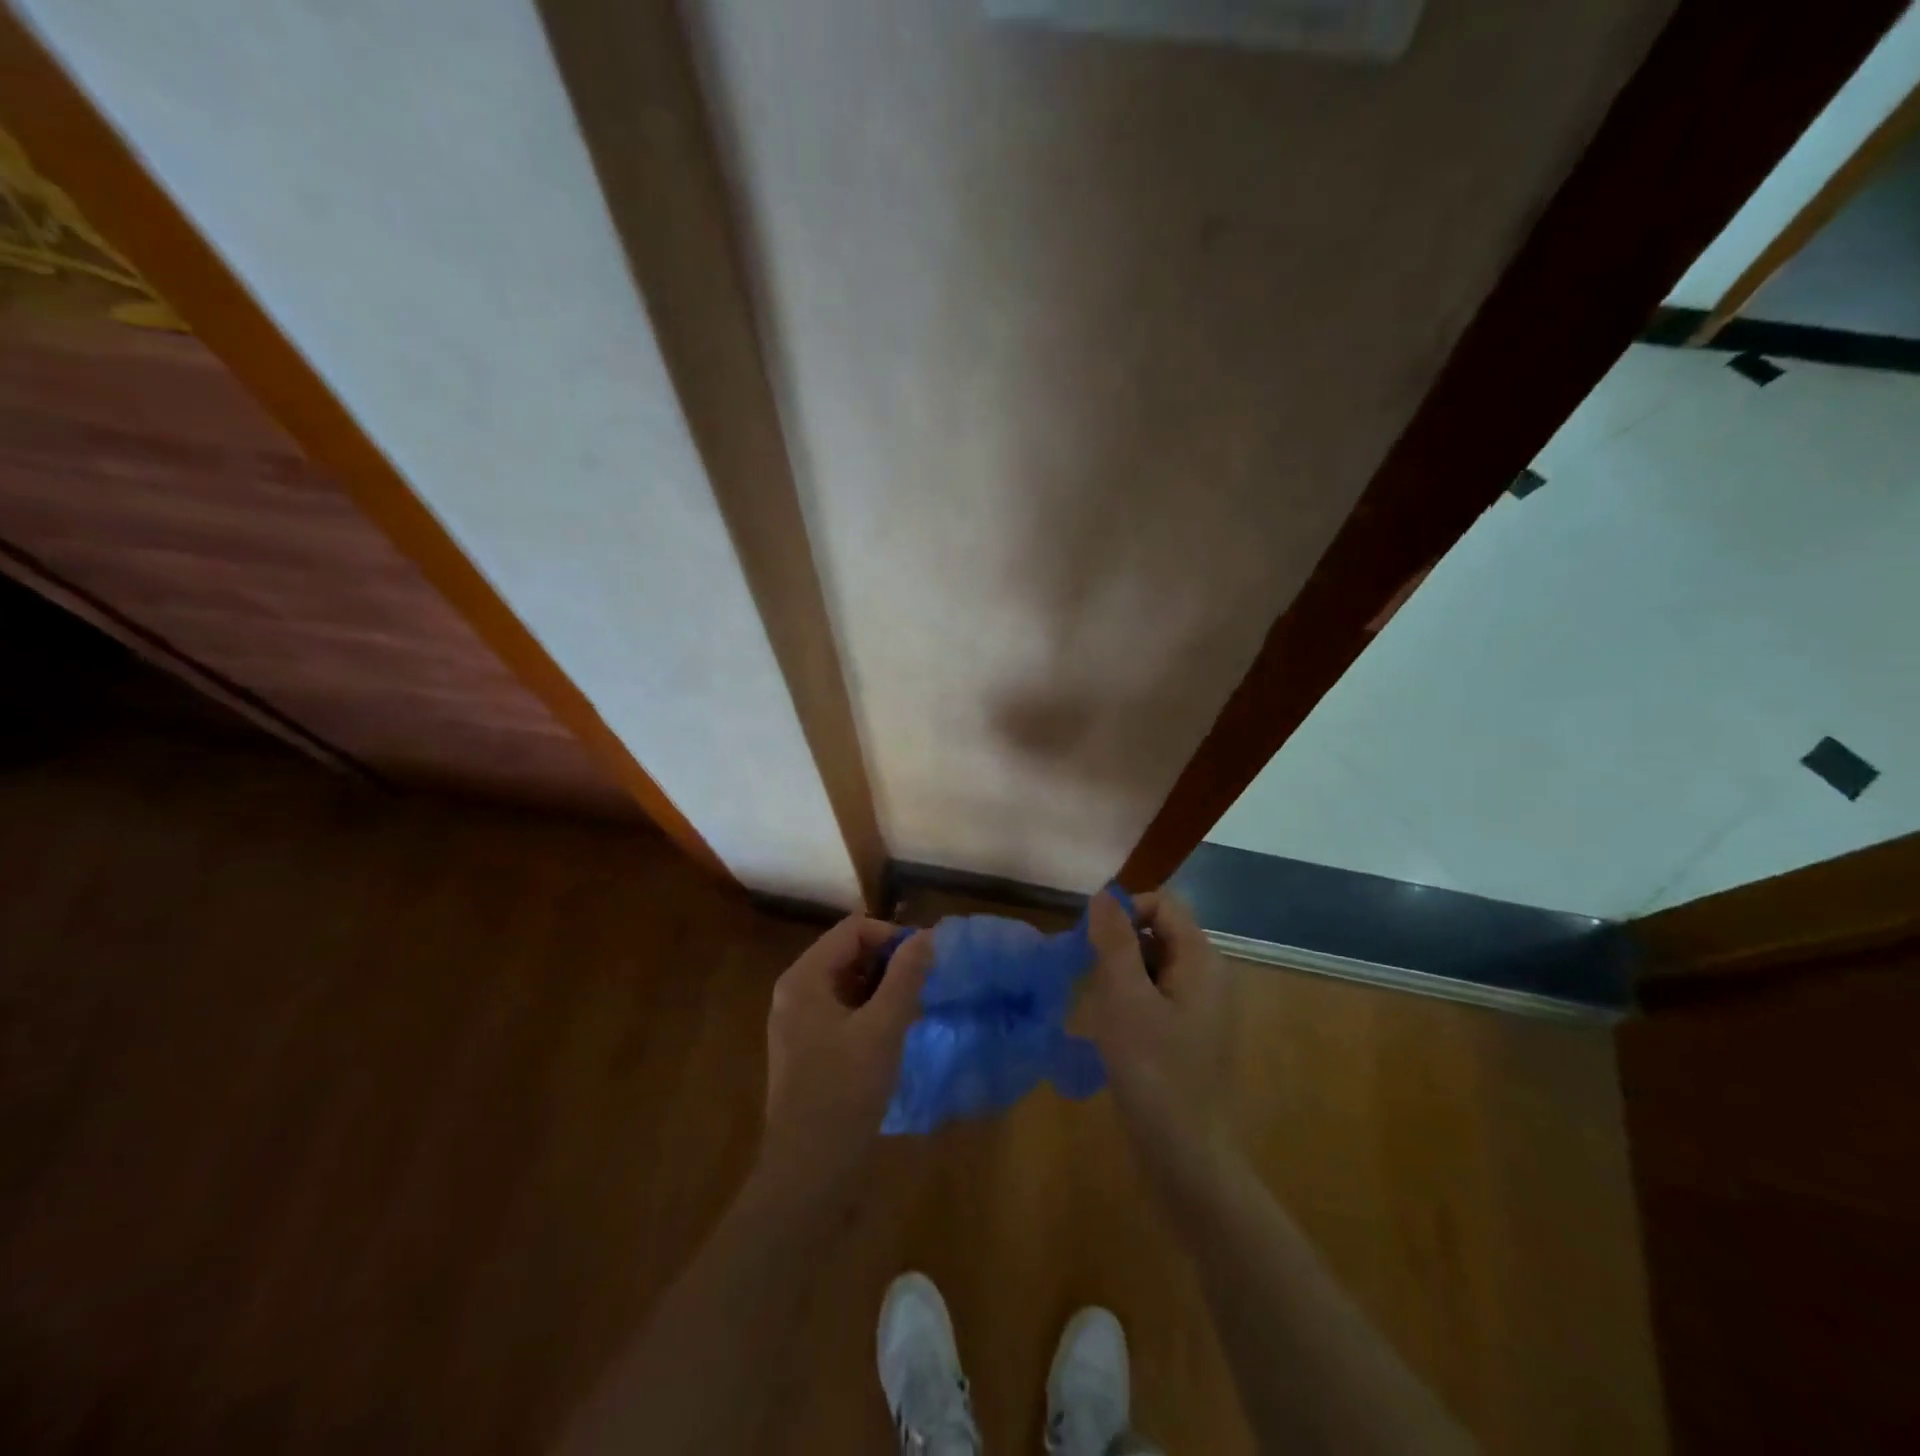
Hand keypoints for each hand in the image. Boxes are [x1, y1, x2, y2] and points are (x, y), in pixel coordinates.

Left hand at [758, 917, 931, 1194]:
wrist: (809, 1173)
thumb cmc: (845, 1093)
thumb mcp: (883, 1028)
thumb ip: (905, 977)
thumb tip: (926, 936)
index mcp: (804, 979)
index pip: (853, 930)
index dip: (891, 936)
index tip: (925, 962)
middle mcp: (795, 992)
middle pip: (848, 953)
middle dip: (889, 963)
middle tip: (924, 987)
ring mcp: (799, 1023)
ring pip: (848, 984)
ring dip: (883, 989)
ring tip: (914, 1010)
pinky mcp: (808, 1050)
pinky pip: (843, 1011)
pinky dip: (871, 1012)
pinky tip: (895, 1035)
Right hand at [1080, 889, 1231, 1176]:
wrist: (1186, 1155)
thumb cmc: (1154, 1071)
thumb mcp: (1125, 999)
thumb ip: (1114, 942)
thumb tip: (1104, 895)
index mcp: (1201, 959)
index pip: (1163, 903)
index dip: (1126, 912)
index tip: (1093, 944)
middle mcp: (1208, 974)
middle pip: (1158, 932)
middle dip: (1120, 947)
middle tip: (1094, 983)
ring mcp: (1200, 1006)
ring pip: (1152, 964)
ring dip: (1121, 976)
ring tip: (1102, 1011)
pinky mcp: (1188, 1032)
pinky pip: (1155, 995)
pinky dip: (1130, 1001)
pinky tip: (1114, 1032)